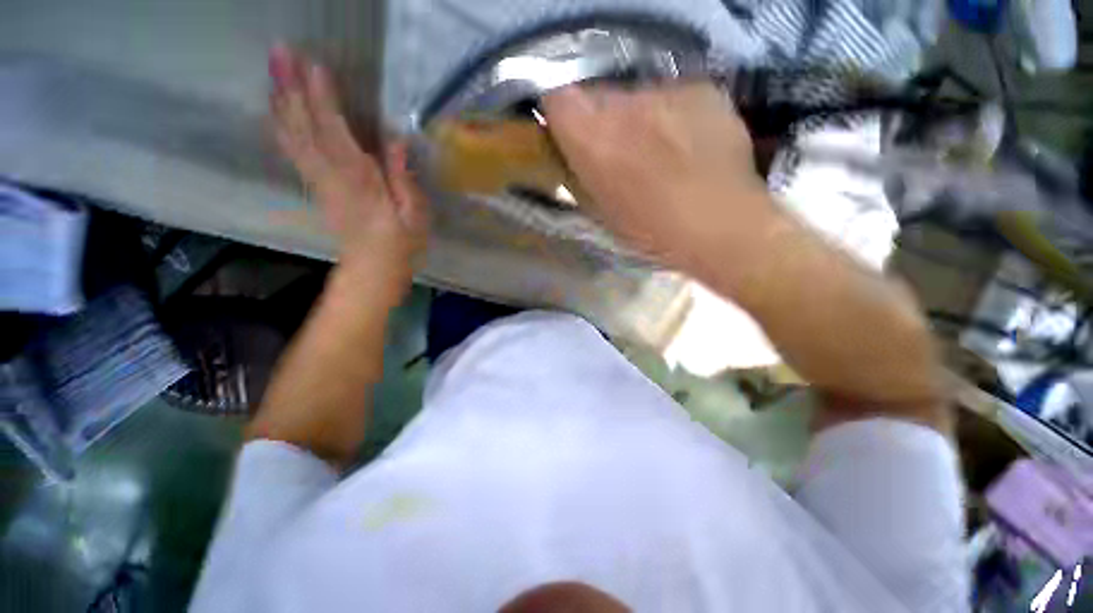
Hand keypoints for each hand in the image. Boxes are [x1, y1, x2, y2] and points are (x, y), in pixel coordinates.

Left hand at [269, 46, 426, 302]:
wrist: (370, 272)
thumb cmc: (398, 241)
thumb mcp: (412, 212)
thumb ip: (402, 175)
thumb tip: (396, 136)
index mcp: (355, 178)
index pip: (334, 133)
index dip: (322, 100)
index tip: (313, 68)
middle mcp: (328, 173)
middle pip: (305, 127)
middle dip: (291, 90)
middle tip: (279, 56)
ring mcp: (317, 177)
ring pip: (294, 135)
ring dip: (282, 102)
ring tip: (272, 72)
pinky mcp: (313, 180)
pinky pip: (292, 149)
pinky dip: (280, 126)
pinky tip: (273, 108)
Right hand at [542, 83, 769, 266]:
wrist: (728, 227)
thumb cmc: (658, 230)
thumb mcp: (599, 206)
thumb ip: (579, 165)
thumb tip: (576, 145)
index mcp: (588, 130)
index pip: (557, 98)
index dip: (567, 113)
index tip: (578, 129)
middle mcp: (620, 100)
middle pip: (604, 93)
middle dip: (612, 113)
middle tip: (633, 142)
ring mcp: (665, 90)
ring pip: (647, 93)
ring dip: (653, 112)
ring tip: (676, 145)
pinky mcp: (701, 88)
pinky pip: (685, 95)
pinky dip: (689, 112)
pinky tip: (704, 139)